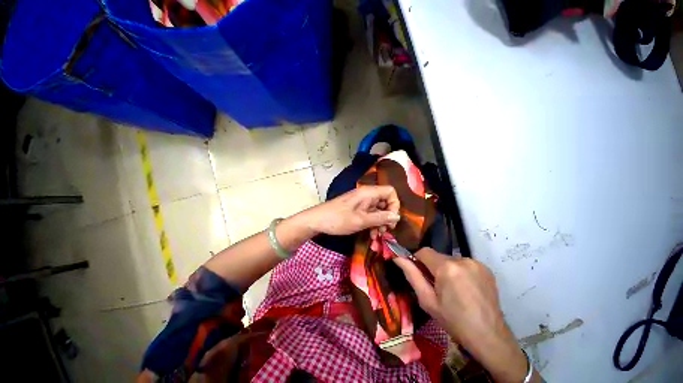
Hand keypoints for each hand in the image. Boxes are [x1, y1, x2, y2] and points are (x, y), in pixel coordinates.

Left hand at [304, 186, 400, 235]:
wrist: (317, 221)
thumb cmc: (338, 219)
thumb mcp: (361, 220)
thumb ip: (380, 218)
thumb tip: (397, 216)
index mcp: (368, 193)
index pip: (390, 192)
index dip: (394, 205)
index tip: (392, 219)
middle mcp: (366, 195)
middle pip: (385, 202)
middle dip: (387, 217)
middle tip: (386, 231)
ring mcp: (361, 202)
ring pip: (378, 210)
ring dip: (380, 223)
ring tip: (377, 236)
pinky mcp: (356, 209)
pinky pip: (370, 215)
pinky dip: (372, 224)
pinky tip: (371, 235)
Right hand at [394, 248, 533, 382]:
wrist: (490, 338)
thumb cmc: (454, 322)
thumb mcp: (427, 301)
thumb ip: (411, 275)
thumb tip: (397, 257)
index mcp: (447, 268)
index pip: (424, 251)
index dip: (417, 260)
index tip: (418, 273)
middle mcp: (462, 259)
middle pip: (438, 256)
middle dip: (432, 267)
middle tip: (435, 287)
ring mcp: (476, 263)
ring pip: (450, 259)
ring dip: (446, 269)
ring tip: (452, 290)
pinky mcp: (486, 268)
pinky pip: (463, 264)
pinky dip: (459, 271)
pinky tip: (464, 288)